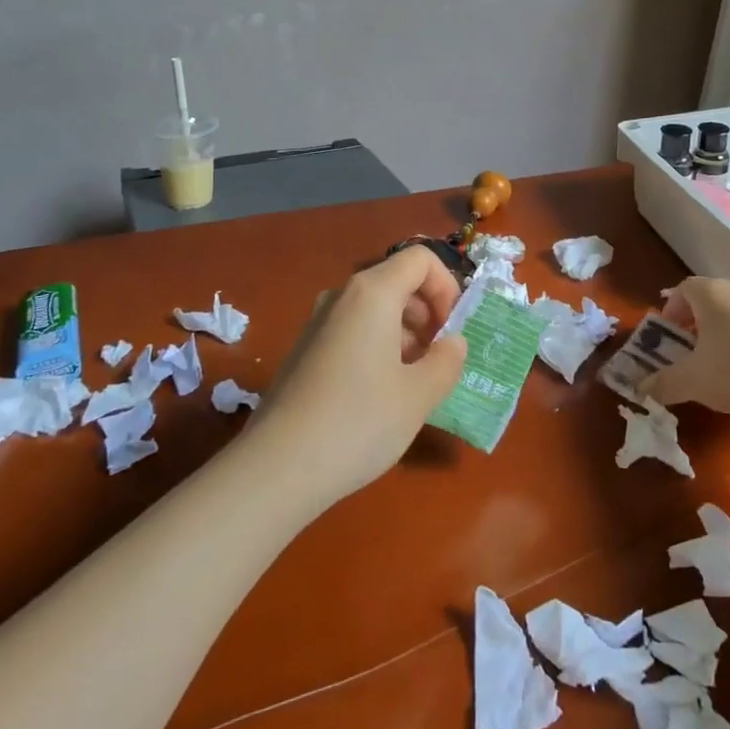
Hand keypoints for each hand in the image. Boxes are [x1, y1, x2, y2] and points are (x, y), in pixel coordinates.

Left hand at [254, 246, 467, 506]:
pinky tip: (378, 395)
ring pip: (375, 308)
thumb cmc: (358, 422)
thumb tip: (453, 342)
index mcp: (372, 293)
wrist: (276, 469)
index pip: (420, 259)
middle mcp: (341, 296)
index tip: (452, 330)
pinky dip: (377, 346)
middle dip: (427, 312)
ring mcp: (317, 322)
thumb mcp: (419, 395)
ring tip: (411, 382)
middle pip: (397, 281)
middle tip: (437, 358)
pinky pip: (352, 330)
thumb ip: (447, 360)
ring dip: (404, 333)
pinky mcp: (304, 350)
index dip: (447, 286)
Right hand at [642, 276, 729, 418]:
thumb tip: (642, 388)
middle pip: (708, 300)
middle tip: (688, 350)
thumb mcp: (693, 380)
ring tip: (717, 364)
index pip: (683, 289)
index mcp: (709, 294)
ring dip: (721, 334)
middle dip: (694, 323)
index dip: (671, 310)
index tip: (668, 335)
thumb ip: (665, 383)